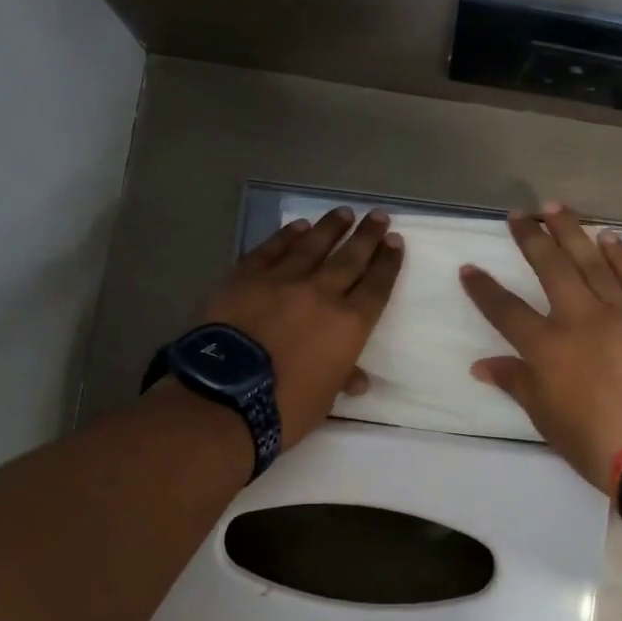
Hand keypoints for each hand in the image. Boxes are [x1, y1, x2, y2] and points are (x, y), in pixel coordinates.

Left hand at [199, 207, 403, 447]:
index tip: (395, 241)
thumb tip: (358, 379)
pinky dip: (287, 236)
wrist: (226, 397)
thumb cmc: (285, 407)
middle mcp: (321, 293)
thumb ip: (342, 378)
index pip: (377, 286)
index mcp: (349, 324)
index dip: (388, 263)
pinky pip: (272, 250)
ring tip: (344, 212)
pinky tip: (299, 226)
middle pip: (350, 257)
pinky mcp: (246, 276)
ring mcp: (282, 280)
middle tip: (379, 216)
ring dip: (331, 227)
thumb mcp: (325, 398)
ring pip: (313, 245)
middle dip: (368, 235)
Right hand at [460, 203, 621, 492]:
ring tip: (555, 208)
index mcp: (548, 347)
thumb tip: (481, 365)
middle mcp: (581, 319)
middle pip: (551, 268)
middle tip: (518, 215)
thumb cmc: (595, 442)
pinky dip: (620, 254)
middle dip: (530, 238)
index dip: (483, 289)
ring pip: (592, 262)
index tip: (468, 268)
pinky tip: (607, 236)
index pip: (506, 310)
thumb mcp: (545, 418)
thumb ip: (516, 383)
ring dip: (571, 232)